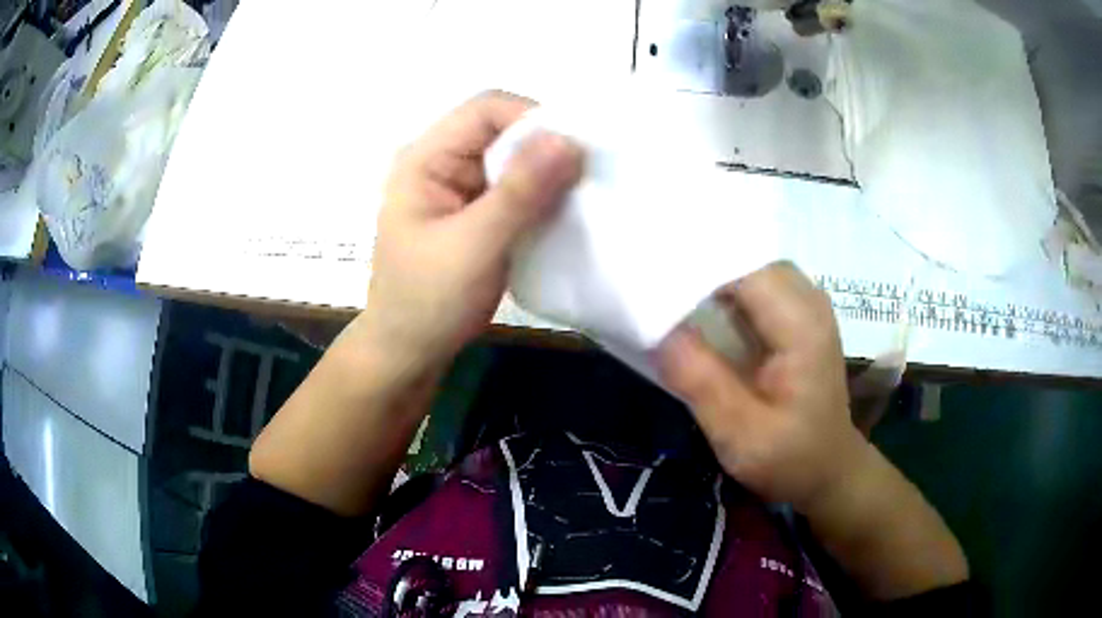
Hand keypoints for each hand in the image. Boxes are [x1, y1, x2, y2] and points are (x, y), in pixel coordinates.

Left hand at [357, 91, 584, 374]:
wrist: (410, 352)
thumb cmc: (429, 302)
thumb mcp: (474, 245)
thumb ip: (521, 193)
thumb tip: (570, 140)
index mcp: (425, 158)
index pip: (485, 110)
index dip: (533, 118)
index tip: (576, 150)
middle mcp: (442, 162)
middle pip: (502, 130)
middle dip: (546, 147)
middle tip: (588, 175)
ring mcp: (460, 188)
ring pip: (514, 160)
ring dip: (548, 173)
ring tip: (584, 194)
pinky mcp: (477, 212)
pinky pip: (517, 189)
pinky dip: (543, 196)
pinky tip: (566, 213)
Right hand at [657, 262, 868, 511]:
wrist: (829, 469)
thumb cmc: (790, 458)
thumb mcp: (740, 434)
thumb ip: (701, 381)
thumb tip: (656, 329)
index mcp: (800, 324)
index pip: (741, 266)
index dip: (694, 264)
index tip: (648, 274)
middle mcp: (808, 301)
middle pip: (745, 258)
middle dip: (699, 265)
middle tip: (652, 281)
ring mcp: (806, 306)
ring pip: (749, 267)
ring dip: (711, 276)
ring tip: (668, 290)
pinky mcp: (798, 317)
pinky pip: (757, 286)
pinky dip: (725, 290)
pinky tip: (699, 309)